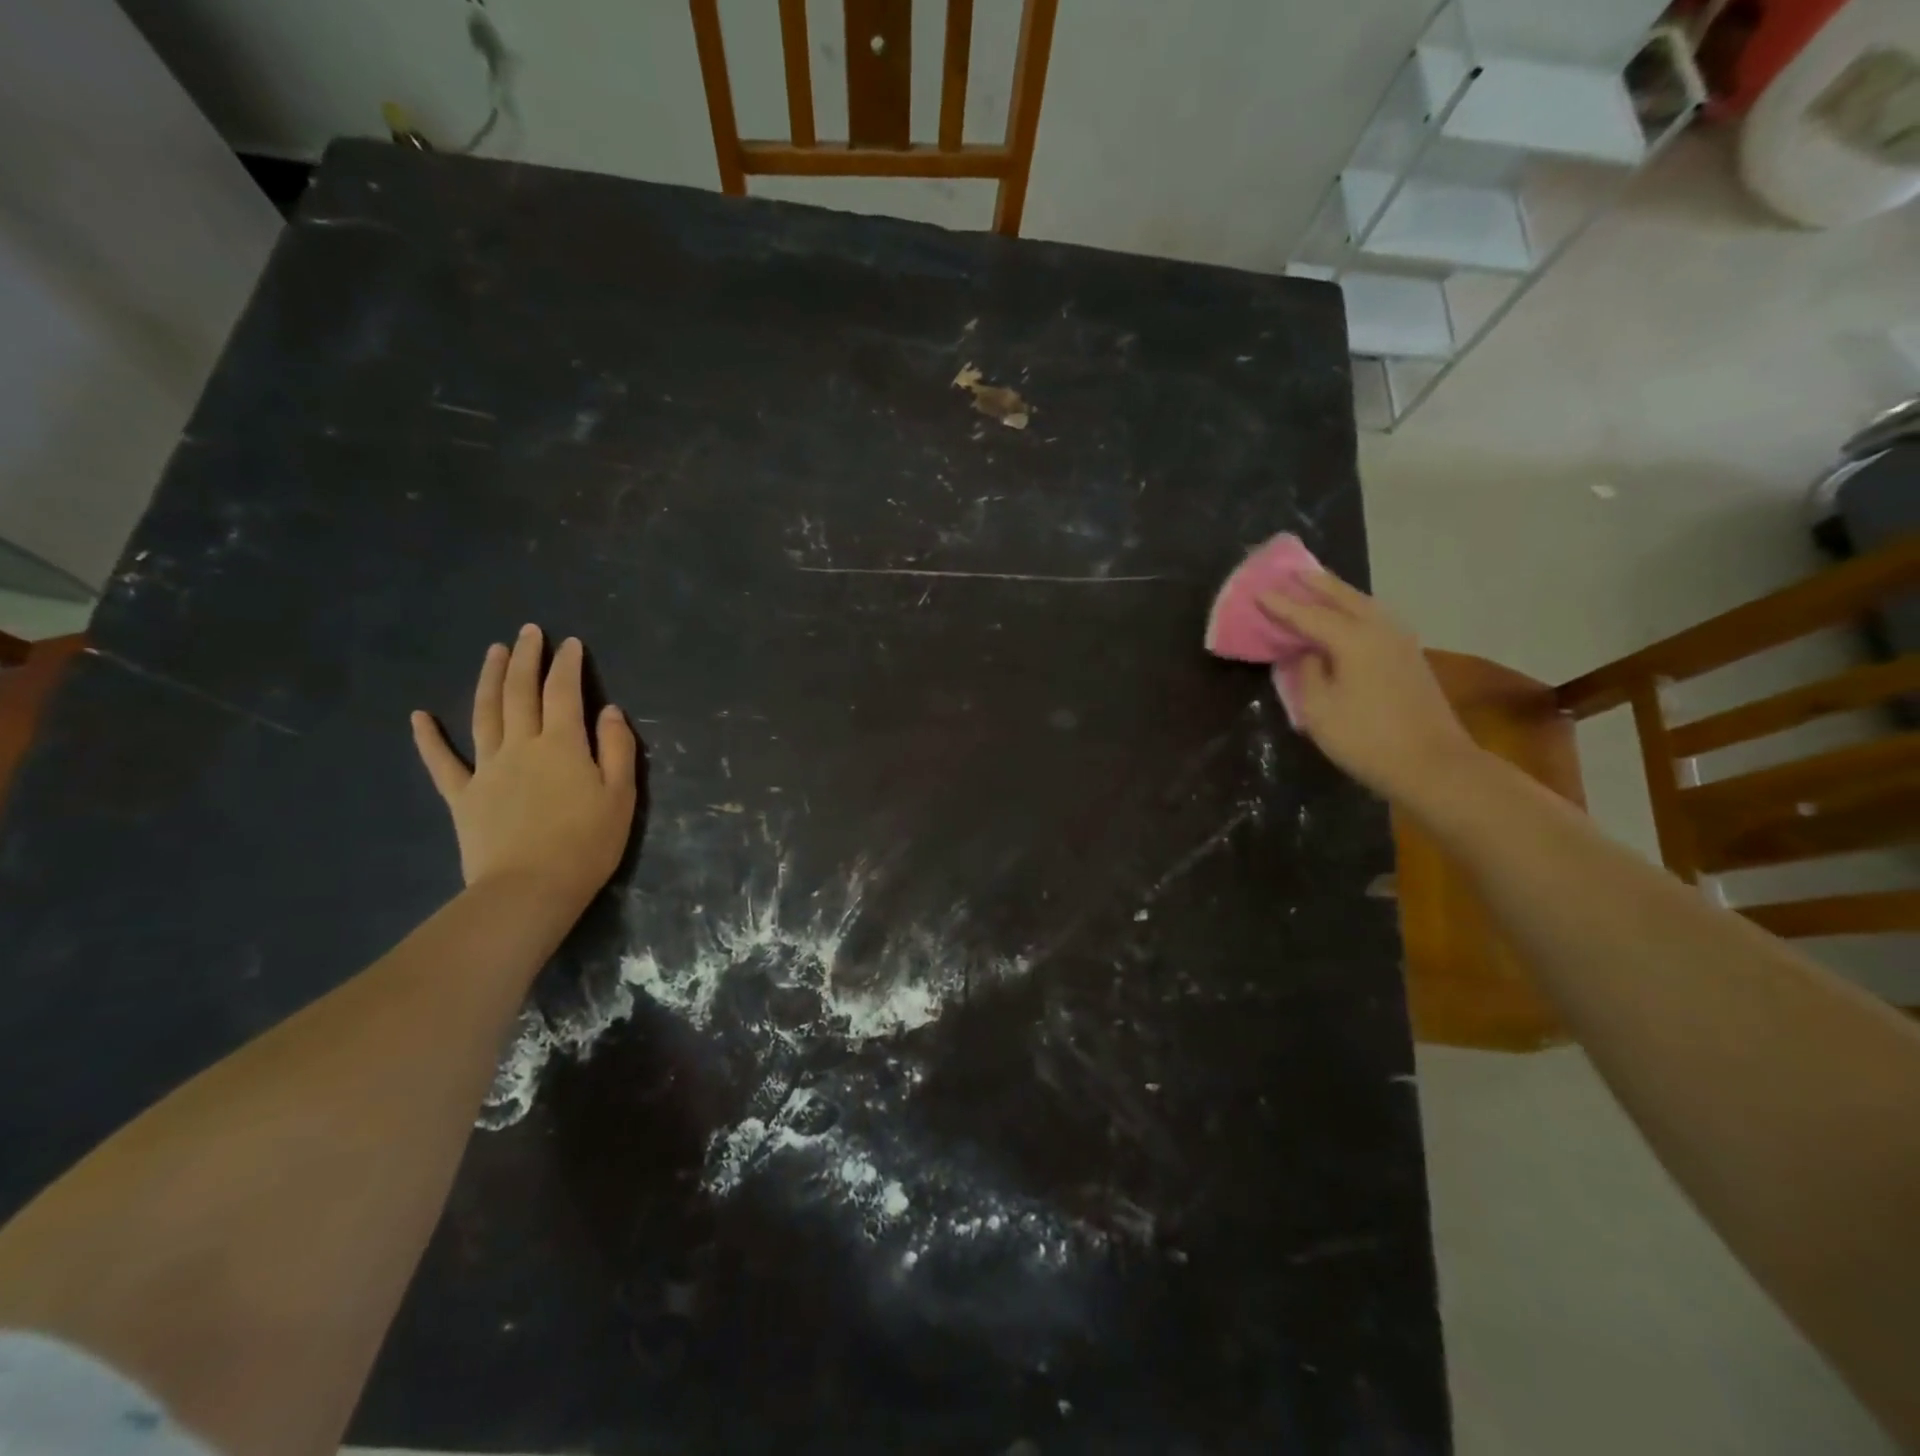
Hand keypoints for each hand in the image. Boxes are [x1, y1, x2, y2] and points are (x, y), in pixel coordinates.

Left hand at [411, 625, 637, 908]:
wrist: (529, 889)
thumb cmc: (587, 844)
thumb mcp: (620, 795)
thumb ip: (617, 749)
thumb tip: (609, 711)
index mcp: (562, 745)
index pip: (565, 693)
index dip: (567, 665)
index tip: (571, 643)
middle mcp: (521, 746)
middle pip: (520, 693)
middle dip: (525, 658)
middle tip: (528, 631)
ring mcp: (487, 769)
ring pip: (484, 714)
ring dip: (488, 679)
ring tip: (493, 652)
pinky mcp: (463, 796)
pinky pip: (442, 762)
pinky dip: (429, 738)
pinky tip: (419, 717)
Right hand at [1258, 574, 1480, 806]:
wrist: (1433, 765)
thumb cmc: (1366, 739)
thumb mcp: (1319, 710)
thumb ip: (1308, 673)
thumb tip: (1309, 653)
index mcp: (1353, 639)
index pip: (1308, 615)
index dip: (1281, 605)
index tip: (1259, 592)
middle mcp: (1380, 630)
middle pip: (1344, 597)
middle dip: (1317, 584)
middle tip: (1293, 571)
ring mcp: (1401, 642)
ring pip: (1365, 605)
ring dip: (1340, 594)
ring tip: (1318, 586)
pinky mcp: (1410, 657)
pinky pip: (1376, 619)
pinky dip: (1355, 610)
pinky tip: (1348, 616)